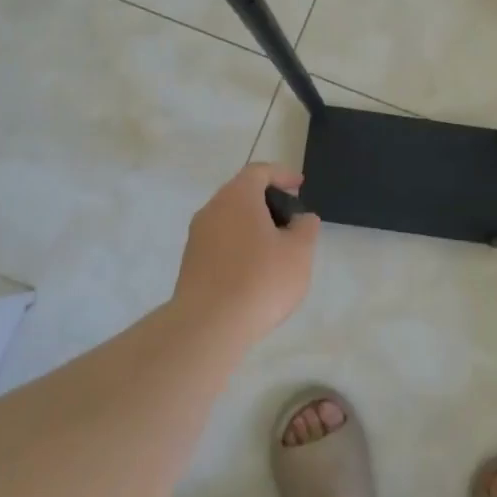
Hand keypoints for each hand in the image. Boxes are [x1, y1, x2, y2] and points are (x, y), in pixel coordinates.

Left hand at [171, 163, 318, 344]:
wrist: (209, 325)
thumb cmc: (261, 280)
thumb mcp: (299, 252)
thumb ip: (305, 228)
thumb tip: (302, 218)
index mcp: (237, 197)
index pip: (258, 171)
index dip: (282, 174)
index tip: (299, 186)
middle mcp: (212, 209)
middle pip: (241, 193)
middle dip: (268, 201)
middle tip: (291, 218)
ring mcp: (197, 237)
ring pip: (229, 219)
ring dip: (253, 226)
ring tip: (276, 247)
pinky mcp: (191, 263)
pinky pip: (220, 242)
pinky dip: (240, 245)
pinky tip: (255, 270)